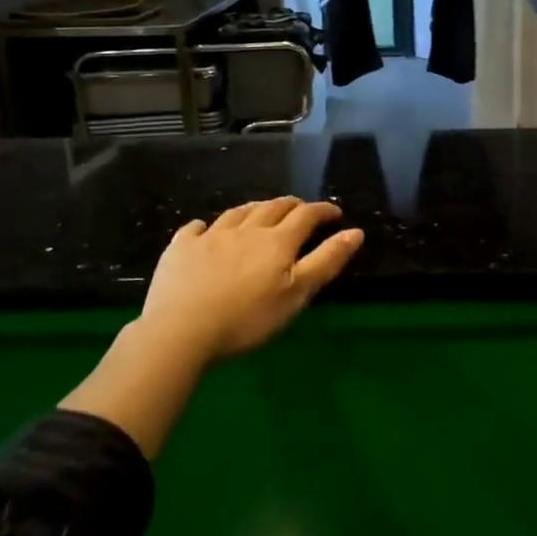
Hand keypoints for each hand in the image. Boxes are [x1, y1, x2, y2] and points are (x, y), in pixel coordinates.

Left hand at [61, 197, 363, 457]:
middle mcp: (246, 230)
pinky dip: (206, 226)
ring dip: (254, 209)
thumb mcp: (297, 294)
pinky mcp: (180, 248)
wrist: (182, 330)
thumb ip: (327, 261)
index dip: (323, 210)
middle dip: (291, 205)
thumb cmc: (248, 318)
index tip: (335, 213)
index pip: (306, 215)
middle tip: (301, 210)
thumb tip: (355, 232)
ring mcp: (210, 236)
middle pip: (272, 208)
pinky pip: (196, 228)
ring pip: (237, 212)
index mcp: (277, 241)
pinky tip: (206, 230)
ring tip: (260, 212)